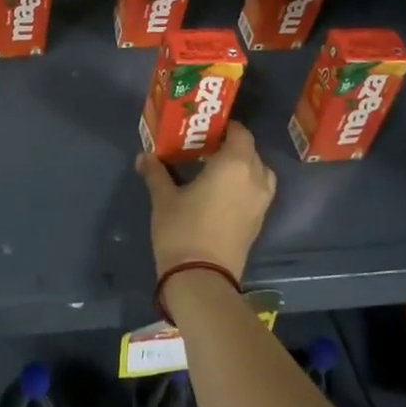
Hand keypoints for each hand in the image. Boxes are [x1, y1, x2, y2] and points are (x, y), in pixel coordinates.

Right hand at [134, 121, 276, 283]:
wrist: (202, 279)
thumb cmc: (182, 230)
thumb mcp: (163, 199)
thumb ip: (156, 173)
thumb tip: (144, 156)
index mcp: (234, 165)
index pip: (240, 133)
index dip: (226, 127)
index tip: (206, 129)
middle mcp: (255, 178)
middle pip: (250, 151)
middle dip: (232, 146)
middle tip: (206, 147)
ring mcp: (261, 202)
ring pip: (258, 172)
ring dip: (243, 166)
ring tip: (216, 169)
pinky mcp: (259, 222)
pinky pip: (257, 191)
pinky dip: (245, 185)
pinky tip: (221, 192)